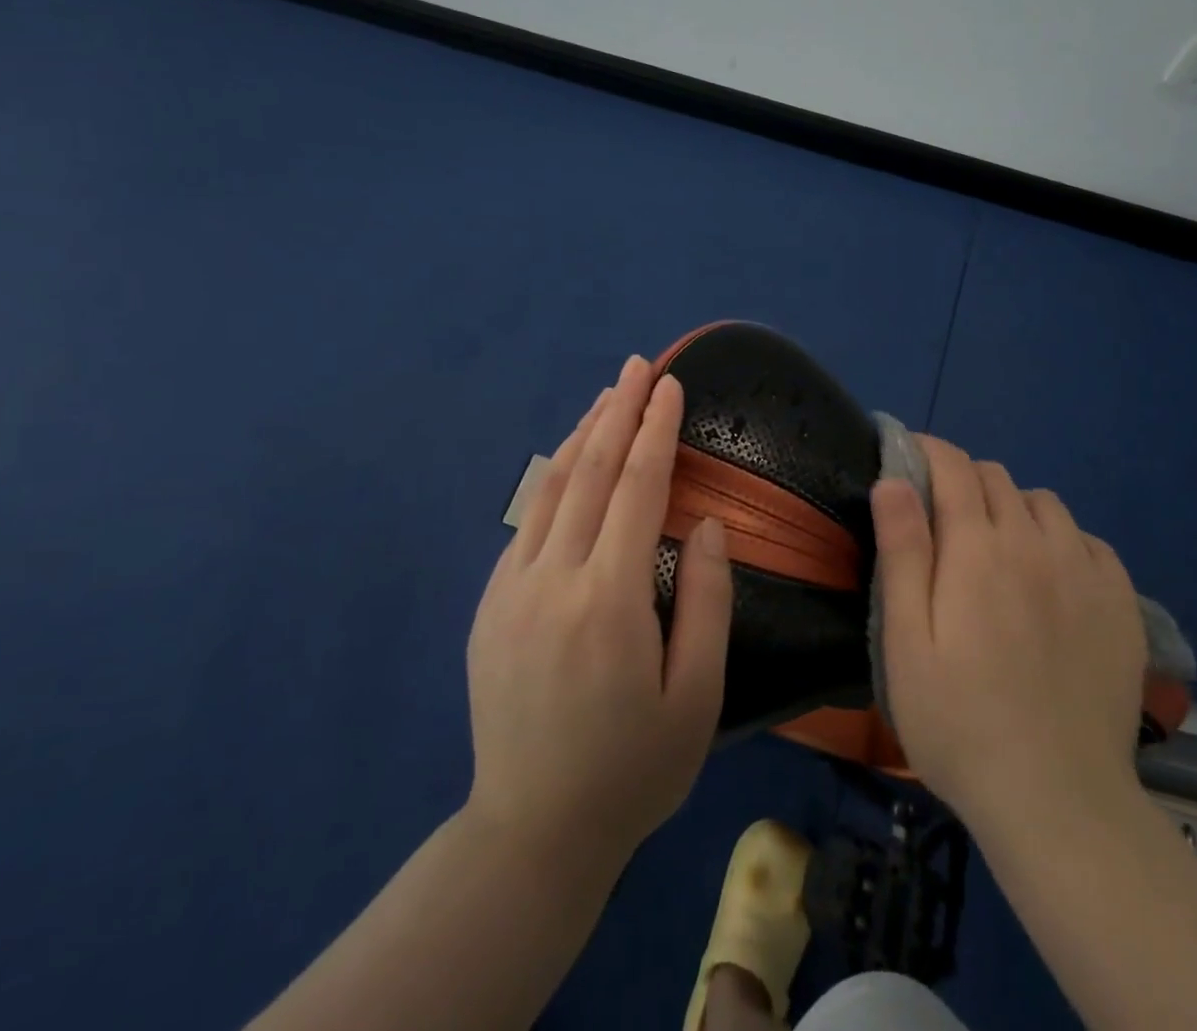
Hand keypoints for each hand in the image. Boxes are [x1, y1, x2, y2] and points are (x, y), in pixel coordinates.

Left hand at [464, 355, 731, 871]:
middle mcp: (553, 580)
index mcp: (610, 601)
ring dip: (582, 434)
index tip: (671, 386)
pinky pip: (526, 521)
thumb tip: (704, 524)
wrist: (532, 830)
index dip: (656, 431)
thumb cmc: (634, 769)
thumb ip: (706, 601)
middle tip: (638, 366)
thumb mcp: (697, 697)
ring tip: (608, 395)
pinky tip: (570, 460)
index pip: (637, 490)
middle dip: (618, 412)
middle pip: (589, 473)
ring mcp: (511, 589)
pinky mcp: (490, 604)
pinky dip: (552, 478)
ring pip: (549, 488)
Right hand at [871, 436, 1146, 835]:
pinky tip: (1050, 577)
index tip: (908, 457)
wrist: (1057, 801)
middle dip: (962, 479)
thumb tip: (892, 480)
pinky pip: (1087, 540)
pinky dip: (1060, 539)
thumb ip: (902, 553)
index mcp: (978, 548)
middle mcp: (1036, 543)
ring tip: (996, 547)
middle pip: (996, 477)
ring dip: (1012, 506)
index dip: (928, 451)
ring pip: (1044, 503)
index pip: (953, 467)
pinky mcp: (1121, 603)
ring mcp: (1085, 572)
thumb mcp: (907, 642)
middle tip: (942, 518)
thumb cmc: (959, 722)